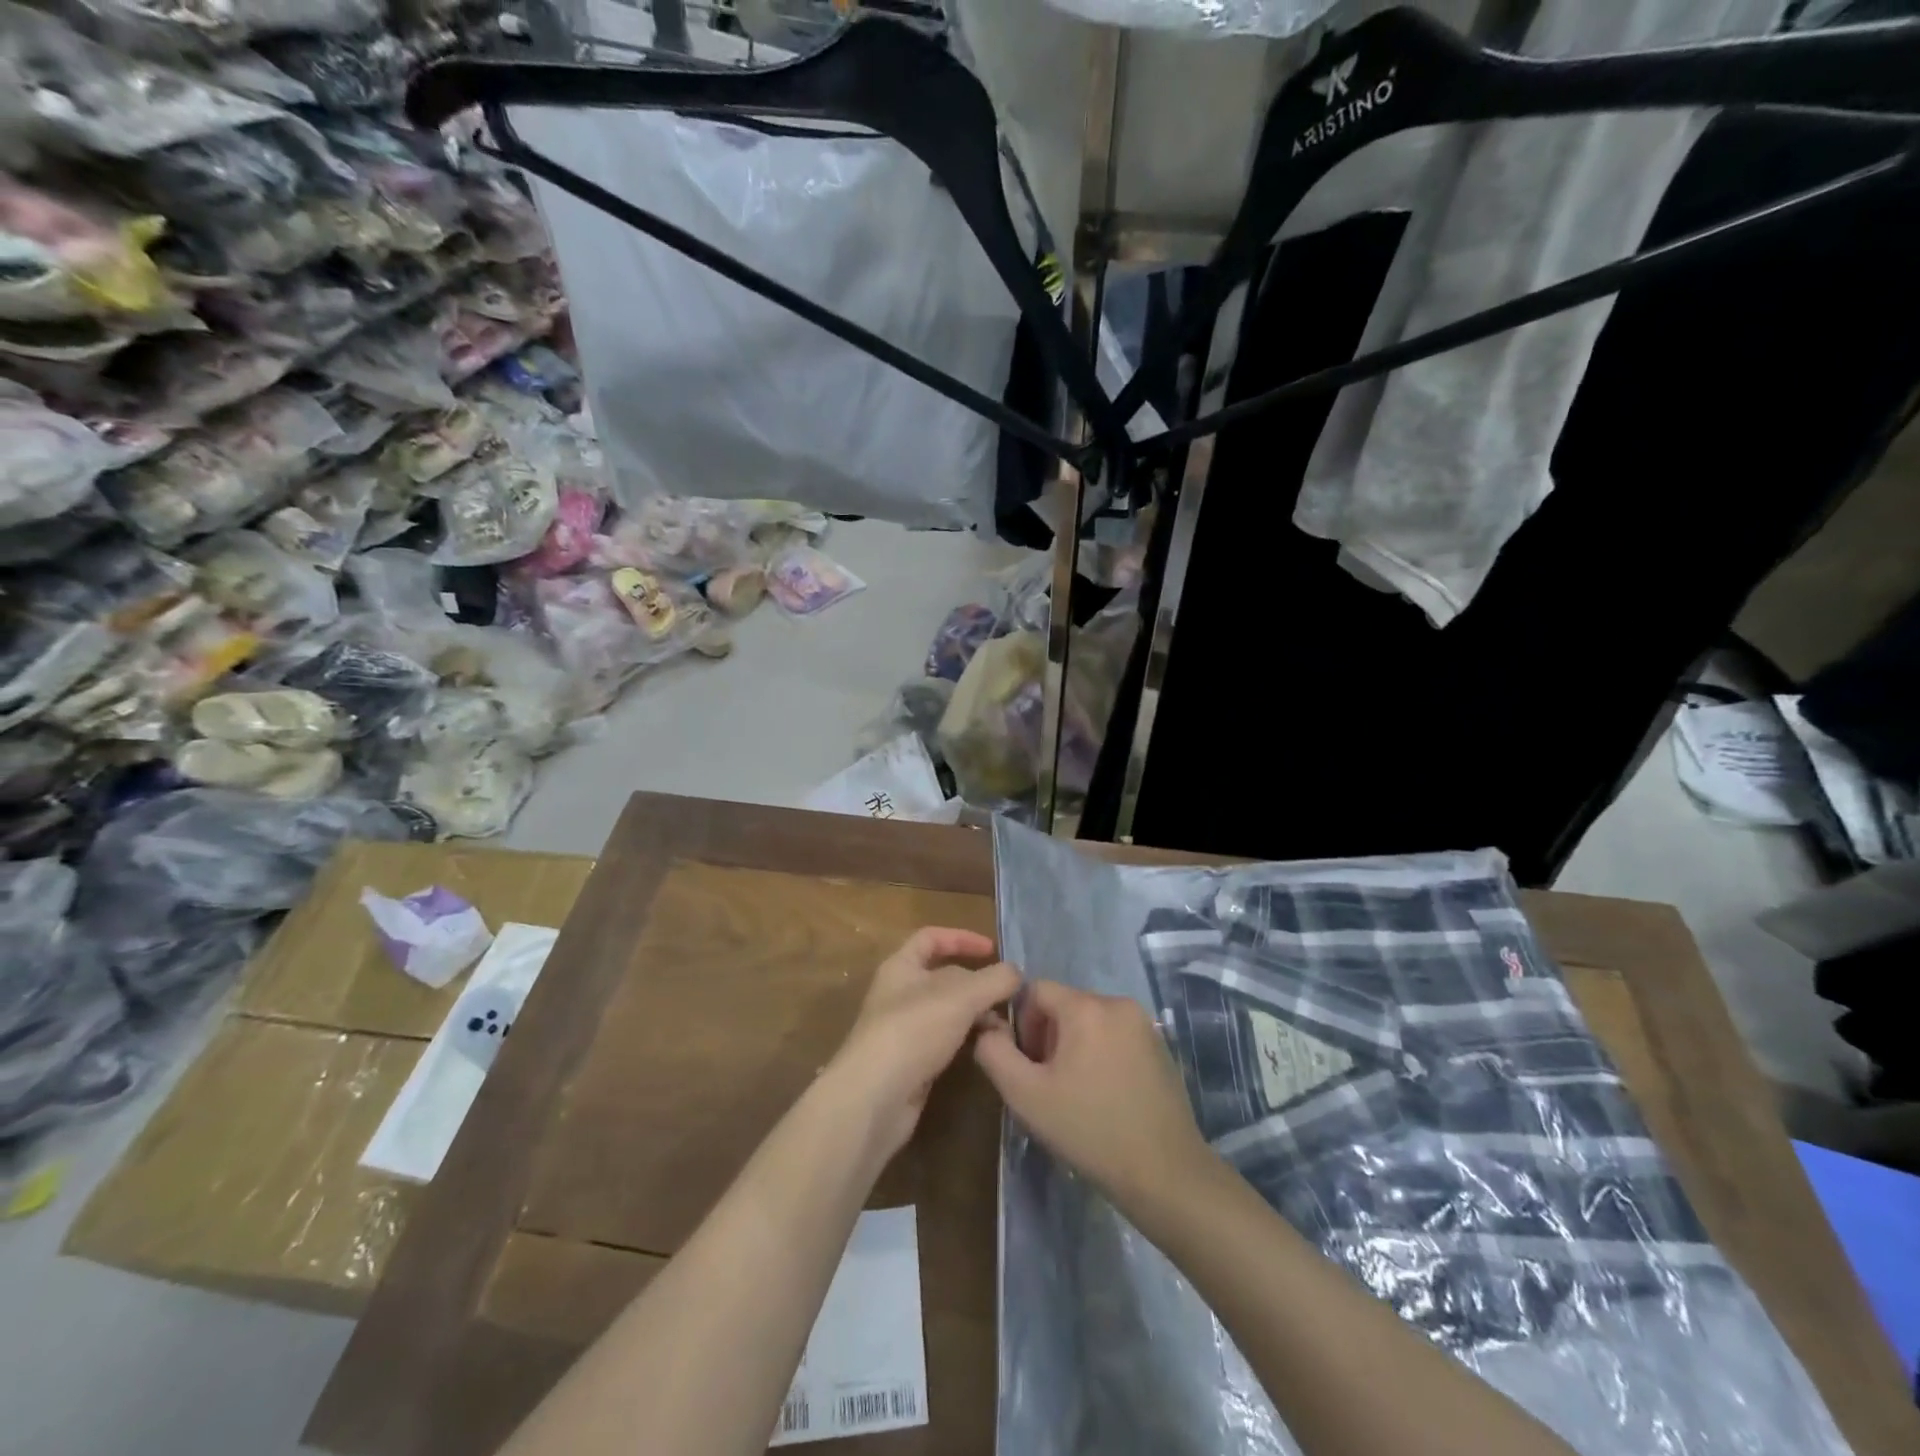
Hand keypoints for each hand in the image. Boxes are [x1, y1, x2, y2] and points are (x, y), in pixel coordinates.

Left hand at [827, 927, 1018, 1160]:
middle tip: (1010, 994)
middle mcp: (900, 993)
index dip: (961, 938)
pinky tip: (989, 1047)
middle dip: (978, 982)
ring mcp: (905, 1029)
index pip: (931, 938)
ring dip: (977, 1013)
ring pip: (949, 1011)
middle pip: (944, 976)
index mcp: (901, 966)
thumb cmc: (913, 1030)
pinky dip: (968, 1038)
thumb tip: (1016, 972)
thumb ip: (993, 979)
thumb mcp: (960, 996)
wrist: (875, 1098)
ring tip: (1007, 1025)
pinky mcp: (913, 1062)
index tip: (993, 950)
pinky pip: (946, 1040)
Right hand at [973, 979, 1212, 1212]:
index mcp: (1086, 1007)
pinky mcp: (1161, 1046)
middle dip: (1049, 1037)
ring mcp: (1144, 1024)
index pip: (1035, 990)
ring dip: (1074, 1046)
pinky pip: (1115, 1035)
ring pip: (1090, 1020)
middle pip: (1064, 1004)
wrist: (1165, 1173)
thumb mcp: (1025, 1095)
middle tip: (1050, 1084)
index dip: (1022, 1025)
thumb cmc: (1089, 1131)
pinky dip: (1101, 1054)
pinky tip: (1105, 1096)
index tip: (1030, 1067)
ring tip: (1077, 1093)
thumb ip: (995, 1052)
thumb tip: (987, 1026)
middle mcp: (1118, 1002)